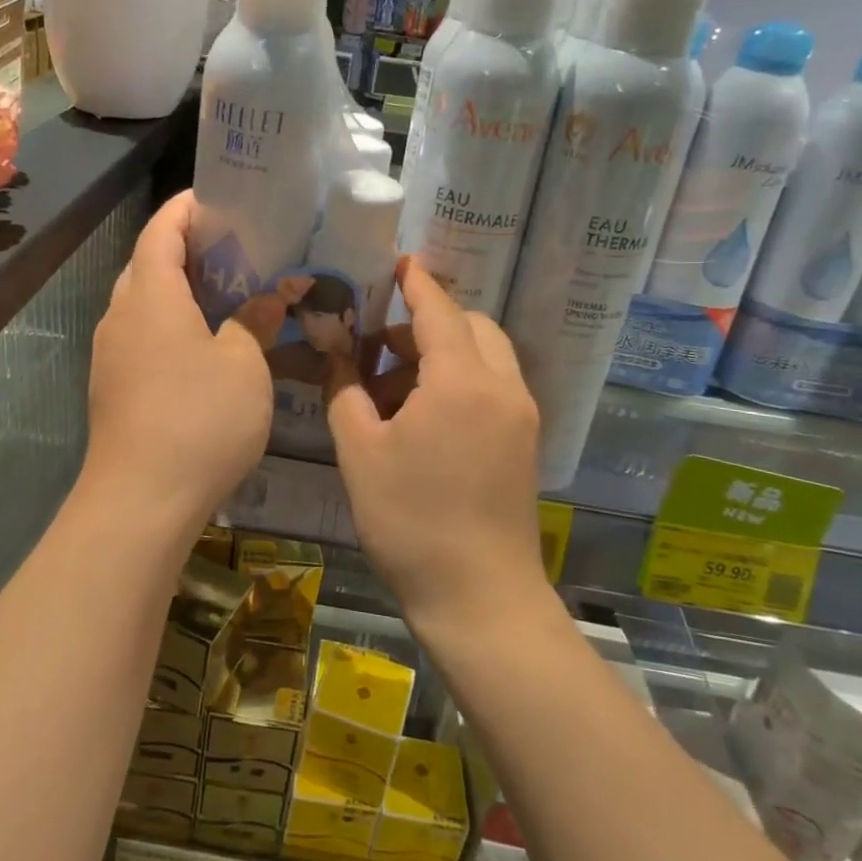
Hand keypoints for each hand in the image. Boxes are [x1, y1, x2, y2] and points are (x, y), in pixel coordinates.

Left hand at [82, 190, 272, 544]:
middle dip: (186, 247)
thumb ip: (256, 321)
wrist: (140, 501)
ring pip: (143, 302)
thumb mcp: (244, 365)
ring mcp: (111, 353)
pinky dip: (171, 323)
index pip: (161, 229)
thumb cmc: (199, 419)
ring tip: (226, 292)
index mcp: (150, 295)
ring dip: (179, 288)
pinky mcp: (113, 386)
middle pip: (148, 262)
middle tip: (235, 248)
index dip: (187, 208)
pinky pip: (142, 335)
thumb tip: (271, 294)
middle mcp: (121, 315)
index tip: (220, 199)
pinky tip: (205, 344)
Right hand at [325, 260, 546, 633]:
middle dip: (427, 324)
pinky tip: (424, 415)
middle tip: (380, 346)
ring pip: (487, 356)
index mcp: (461, 381)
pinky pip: (495, 387)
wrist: (480, 598)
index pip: (439, 311)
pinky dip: (463, 380)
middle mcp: (502, 387)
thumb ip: (345, 391)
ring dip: (445, 353)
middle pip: (471, 328)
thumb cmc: (410, 521)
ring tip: (394, 387)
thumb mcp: (360, 453)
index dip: (416, 283)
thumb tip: (336, 353)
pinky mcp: (526, 442)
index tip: (399, 262)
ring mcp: (521, 416)